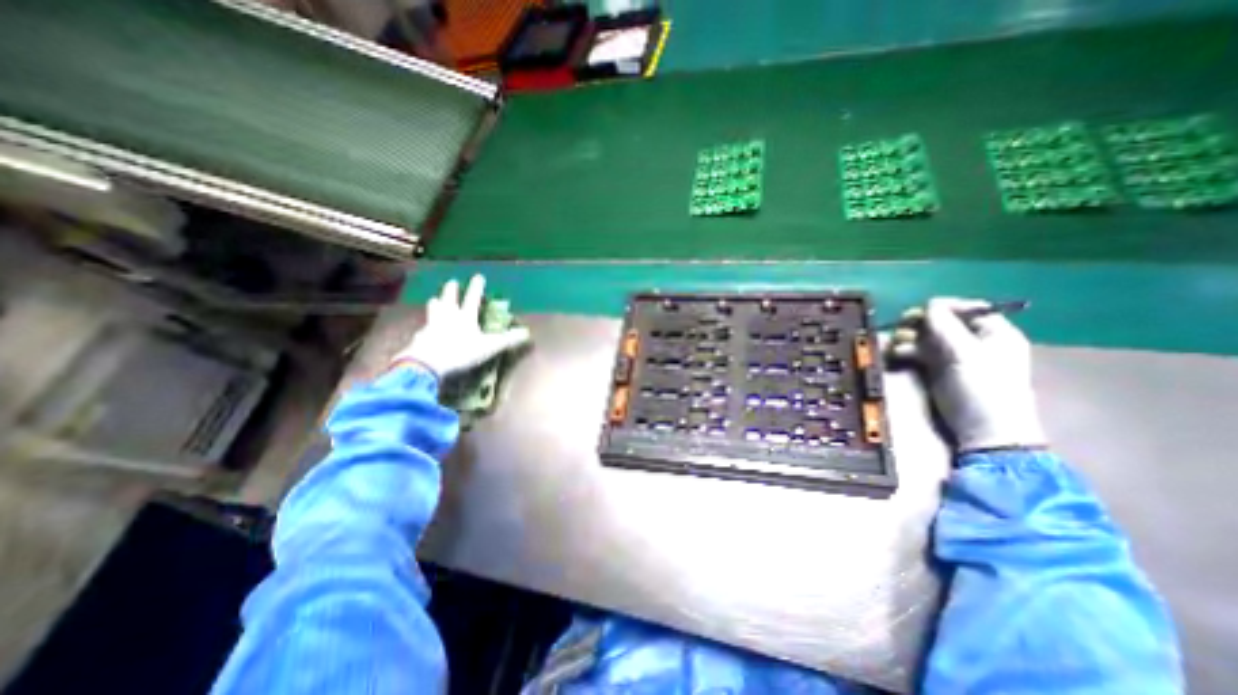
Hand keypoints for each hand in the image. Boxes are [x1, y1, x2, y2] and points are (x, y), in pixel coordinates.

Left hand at [393, 275, 528, 379]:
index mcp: (465, 316)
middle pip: (449, 299)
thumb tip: (526, 333)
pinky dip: (427, 326)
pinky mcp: (421, 336)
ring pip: (434, 309)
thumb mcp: (489, 347)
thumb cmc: (462, 351)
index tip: (478, 276)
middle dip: (451, 290)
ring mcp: (432, 324)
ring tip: (434, 299)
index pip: (472, 298)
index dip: (477, 287)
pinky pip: (425, 327)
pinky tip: (425, 329)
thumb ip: (507, 340)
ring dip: (436, 303)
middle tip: (452, 282)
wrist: (429, 362)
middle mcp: (448, 316)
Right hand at [890, 297, 1042, 449]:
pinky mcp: (937, 370)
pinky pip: (918, 353)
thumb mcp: (966, 354)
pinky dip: (906, 351)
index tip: (920, 310)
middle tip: (903, 326)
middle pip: (943, 322)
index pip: (970, 309)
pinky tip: (896, 354)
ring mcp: (954, 357)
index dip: (945, 307)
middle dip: (921, 323)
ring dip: (909, 337)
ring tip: (896, 345)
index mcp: (994, 334)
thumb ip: (946, 326)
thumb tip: (929, 304)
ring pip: (927, 337)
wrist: (982, 430)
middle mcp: (974, 342)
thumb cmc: (983, 388)